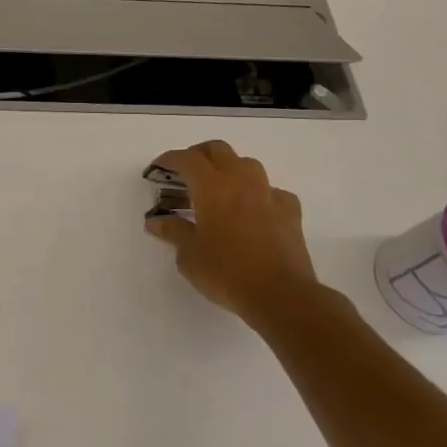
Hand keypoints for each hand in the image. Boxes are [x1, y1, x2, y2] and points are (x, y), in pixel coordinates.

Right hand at [146, 140, 320, 329]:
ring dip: (229, 168)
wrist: (280, 295)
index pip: (187, 159)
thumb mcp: (189, 255)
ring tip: (217, 187)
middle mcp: (241, 182)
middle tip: (185, 172)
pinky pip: (271, 191)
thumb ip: (173, 232)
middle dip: (198, 154)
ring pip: (247, 164)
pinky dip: (257, 193)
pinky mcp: (290, 212)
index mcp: (212, 188)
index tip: (158, 167)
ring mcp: (269, 195)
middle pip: (218, 150)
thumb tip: (156, 221)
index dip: (170, 159)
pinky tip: (252, 209)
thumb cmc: (226, 273)